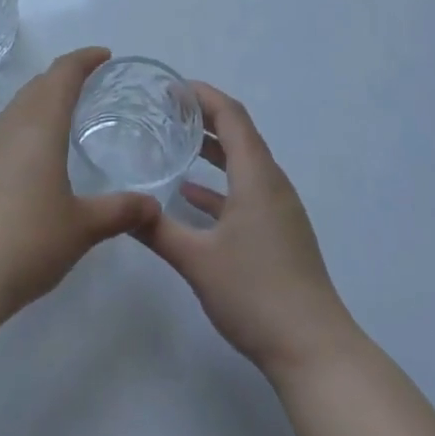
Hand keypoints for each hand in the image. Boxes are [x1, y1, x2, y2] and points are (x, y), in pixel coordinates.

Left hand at [0, 48, 159, 312]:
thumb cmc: (26, 240)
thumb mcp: (82, 228)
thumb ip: (119, 212)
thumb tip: (152, 206)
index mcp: (39, 125)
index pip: (63, 74)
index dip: (84, 59)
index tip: (105, 55)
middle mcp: (9, 126)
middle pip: (37, 86)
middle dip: (64, 77)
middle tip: (91, 84)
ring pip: (17, 109)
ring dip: (42, 103)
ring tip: (66, 119)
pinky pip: (4, 133)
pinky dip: (25, 129)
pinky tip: (34, 160)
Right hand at [138, 83, 358, 381]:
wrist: (312, 348)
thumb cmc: (255, 293)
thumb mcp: (196, 259)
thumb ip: (156, 229)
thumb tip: (122, 206)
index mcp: (257, 177)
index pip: (232, 117)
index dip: (204, 96)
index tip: (172, 87)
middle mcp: (272, 184)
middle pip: (240, 135)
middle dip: (205, 117)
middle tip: (166, 110)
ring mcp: (279, 210)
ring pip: (243, 164)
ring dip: (213, 150)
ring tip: (175, 143)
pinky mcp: (279, 233)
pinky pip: (247, 191)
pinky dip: (220, 185)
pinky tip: (190, 197)